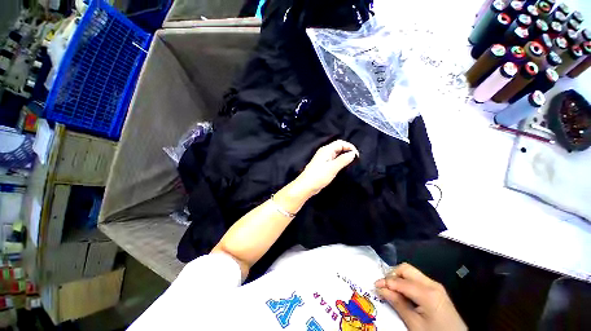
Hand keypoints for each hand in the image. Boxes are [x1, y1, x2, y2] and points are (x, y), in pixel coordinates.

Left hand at [294, 140, 358, 195]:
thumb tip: (353, 153)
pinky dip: (340, 161)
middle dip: (347, 151)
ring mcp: (324, 158)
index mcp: (326, 150)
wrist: (306, 186)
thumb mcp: (333, 168)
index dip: (350, 147)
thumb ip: (343, 160)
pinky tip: (343, 167)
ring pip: (336, 154)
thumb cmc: (319, 176)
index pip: (340, 143)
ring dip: (344, 156)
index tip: (357, 156)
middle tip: (355, 160)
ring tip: (351, 163)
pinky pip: (334, 160)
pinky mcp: (323, 165)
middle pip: (338, 147)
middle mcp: (325, 152)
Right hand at [375, 263, 466, 330]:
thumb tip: (380, 289)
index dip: (385, 282)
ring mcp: (436, 285)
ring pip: (411, 271)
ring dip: (399, 277)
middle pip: (406, 268)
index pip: (400, 281)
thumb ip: (398, 304)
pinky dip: (407, 281)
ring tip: (392, 289)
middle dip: (392, 274)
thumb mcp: (414, 324)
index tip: (375, 286)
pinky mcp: (437, 289)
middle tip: (384, 286)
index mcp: (427, 293)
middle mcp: (432, 284)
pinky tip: (404, 292)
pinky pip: (417, 278)